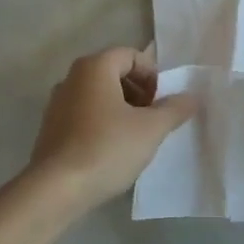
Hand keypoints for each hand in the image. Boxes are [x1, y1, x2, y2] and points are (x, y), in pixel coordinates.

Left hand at [27, 47, 196, 211]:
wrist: (56, 189)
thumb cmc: (107, 148)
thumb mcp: (151, 129)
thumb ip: (174, 109)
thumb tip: (191, 96)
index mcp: (95, 67)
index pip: (131, 55)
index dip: (153, 75)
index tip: (163, 103)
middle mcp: (72, 77)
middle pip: (114, 73)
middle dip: (139, 92)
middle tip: (154, 119)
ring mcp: (57, 102)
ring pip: (99, 95)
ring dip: (122, 109)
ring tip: (136, 137)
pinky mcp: (51, 127)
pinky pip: (84, 114)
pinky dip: (102, 123)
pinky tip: (112, 150)